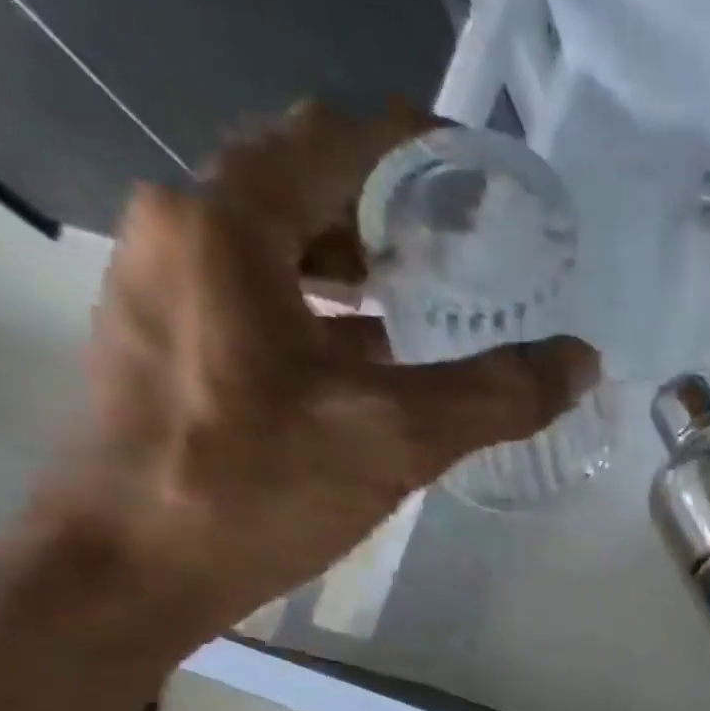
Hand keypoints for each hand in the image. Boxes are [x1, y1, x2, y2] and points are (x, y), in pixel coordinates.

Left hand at [28, 98, 599, 645]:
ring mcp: (159, 289)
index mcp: (226, 223)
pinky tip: (366, 363)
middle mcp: (179, 231)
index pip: (333, 137)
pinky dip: (316, 311)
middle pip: (300, 185)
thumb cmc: (254, 488)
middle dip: (387, 209)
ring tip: (424, 302)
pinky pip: (252, 297)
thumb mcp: (395, 438)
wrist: (128, 573)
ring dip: (351, 264)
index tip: (479, 177)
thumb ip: (496, 394)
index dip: (415, 146)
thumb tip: (581, 360)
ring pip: (274, 245)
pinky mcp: (159, 345)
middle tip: (462, 247)